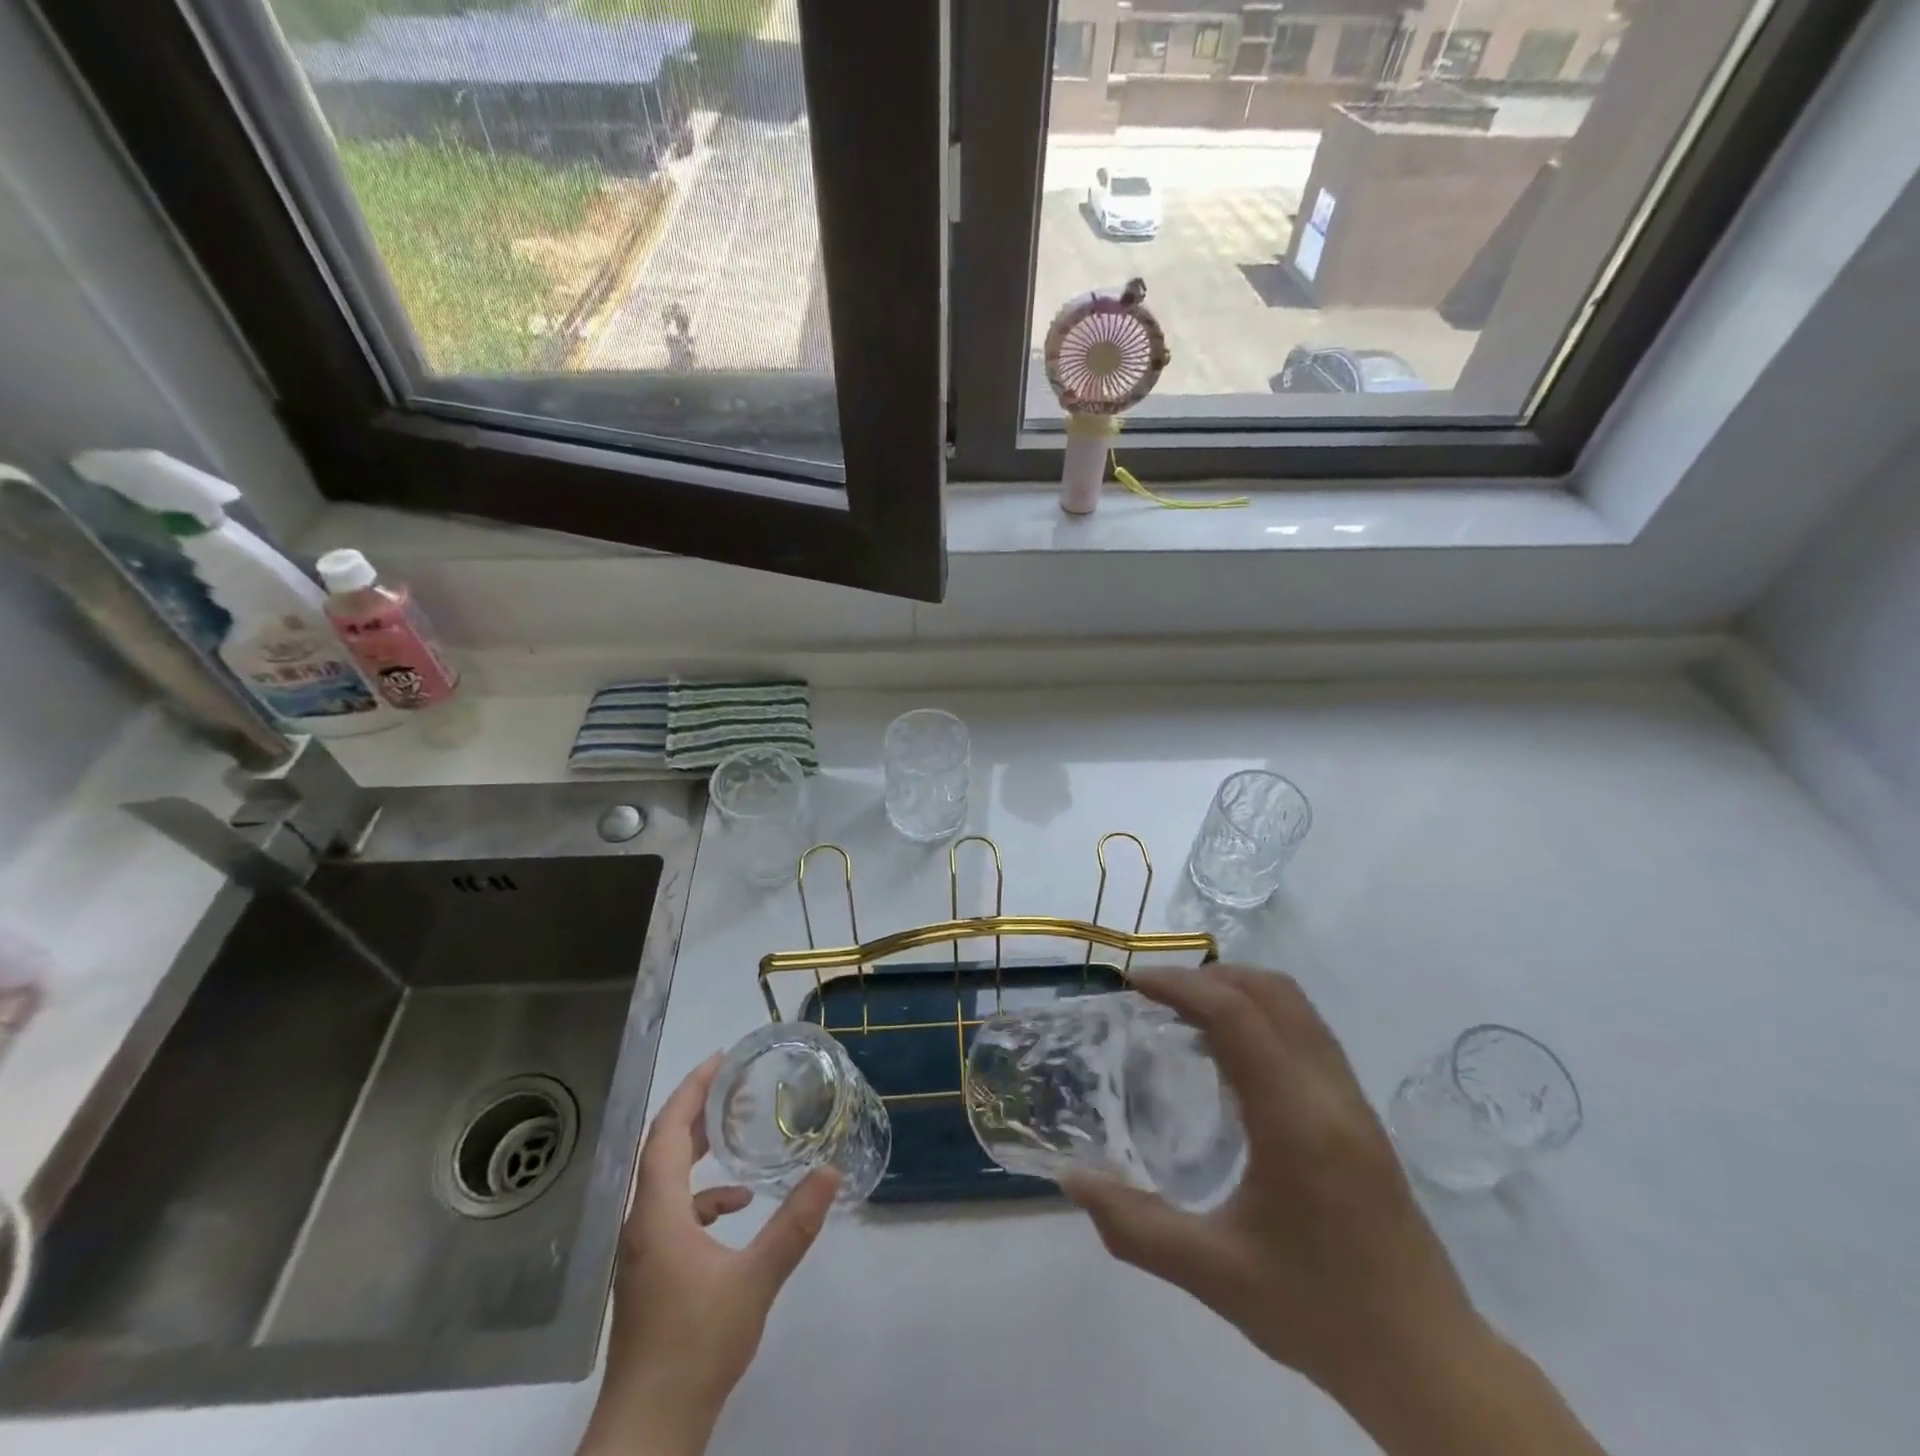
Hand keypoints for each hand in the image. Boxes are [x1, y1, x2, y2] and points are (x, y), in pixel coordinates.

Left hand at [579, 1055, 837, 1455]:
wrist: (648, 1432)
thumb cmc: (695, 1347)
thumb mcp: (755, 1281)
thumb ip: (794, 1225)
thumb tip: (831, 1172)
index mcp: (657, 1213)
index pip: (666, 1132)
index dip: (691, 1090)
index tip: (721, 1060)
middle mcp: (641, 1223)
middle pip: (661, 1149)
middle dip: (695, 1112)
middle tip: (733, 1085)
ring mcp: (642, 1251)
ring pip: (666, 1181)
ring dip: (697, 1151)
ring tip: (736, 1133)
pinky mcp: (650, 1274)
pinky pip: (673, 1214)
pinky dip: (703, 1197)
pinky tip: (738, 1208)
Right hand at [1065, 966, 1477, 1409]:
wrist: (1428, 1363)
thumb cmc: (1318, 1313)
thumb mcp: (1214, 1274)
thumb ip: (1135, 1226)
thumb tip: (1071, 1180)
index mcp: (1295, 1120)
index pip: (1236, 1016)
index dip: (1181, 986)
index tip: (1133, 985)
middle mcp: (1329, 1092)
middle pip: (1272, 993)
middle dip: (1208, 977)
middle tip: (1155, 995)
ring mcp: (1353, 1099)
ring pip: (1296, 1007)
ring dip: (1238, 991)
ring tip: (1186, 1015)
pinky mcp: (1362, 1114)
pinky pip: (1308, 1032)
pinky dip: (1262, 1016)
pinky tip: (1230, 1058)